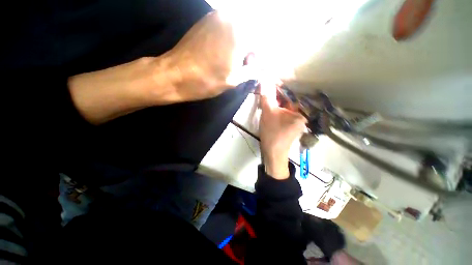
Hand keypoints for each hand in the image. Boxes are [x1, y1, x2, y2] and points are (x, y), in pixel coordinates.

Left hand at [69, 11, 253, 124]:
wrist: (175, 74)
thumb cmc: (207, 80)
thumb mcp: (234, 80)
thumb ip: (250, 72)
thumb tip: (258, 69)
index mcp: (240, 33)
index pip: (260, 44)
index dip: (258, 59)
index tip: (254, 69)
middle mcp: (230, 18)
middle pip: (249, 35)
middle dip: (250, 51)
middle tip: (244, 67)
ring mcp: (215, 16)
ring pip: (238, 31)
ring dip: (240, 46)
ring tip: (233, 62)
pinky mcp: (205, 21)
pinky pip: (226, 29)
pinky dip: (229, 41)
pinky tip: (223, 54)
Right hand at [259, 84, 305, 178]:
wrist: (272, 153)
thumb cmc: (272, 132)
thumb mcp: (268, 113)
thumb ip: (267, 96)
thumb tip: (265, 80)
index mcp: (301, 113)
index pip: (291, 96)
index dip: (279, 89)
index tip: (270, 83)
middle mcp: (302, 117)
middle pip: (288, 103)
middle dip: (277, 98)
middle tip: (266, 93)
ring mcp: (296, 123)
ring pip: (285, 109)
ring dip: (276, 105)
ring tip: (267, 101)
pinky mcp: (290, 127)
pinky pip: (284, 115)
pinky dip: (277, 112)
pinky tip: (270, 111)